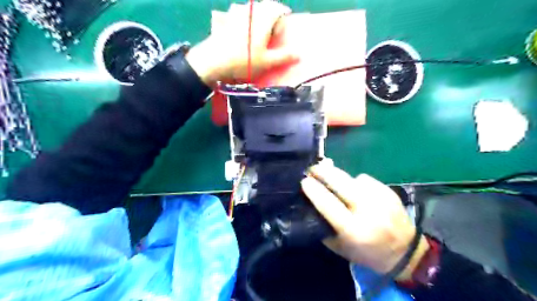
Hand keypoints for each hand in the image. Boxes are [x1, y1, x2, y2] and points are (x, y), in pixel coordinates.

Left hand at [187, 0, 297, 85]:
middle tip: (272, 31)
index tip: (284, 26)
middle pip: (264, 7)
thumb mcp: (267, 62)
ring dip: (256, 16)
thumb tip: (299, 54)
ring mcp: (234, 13)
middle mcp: (250, 10)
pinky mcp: (223, 19)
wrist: (213, 61)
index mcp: (263, 18)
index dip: (284, 15)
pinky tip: (239, 32)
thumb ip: (284, 56)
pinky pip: (236, 14)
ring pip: (250, 9)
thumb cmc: (244, 61)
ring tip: (256, 32)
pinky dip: (241, 20)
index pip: (278, 8)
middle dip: (271, 16)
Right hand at [300, 163, 430, 280]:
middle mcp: (368, 211)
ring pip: (352, 178)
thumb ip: (324, 226)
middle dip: (323, 172)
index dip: (314, 190)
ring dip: (340, 178)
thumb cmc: (367, 253)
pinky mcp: (389, 191)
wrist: (405, 252)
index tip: (304, 181)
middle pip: (341, 183)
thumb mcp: (340, 247)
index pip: (328, 204)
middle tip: (313, 169)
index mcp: (354, 229)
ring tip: (337, 184)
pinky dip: (356, 183)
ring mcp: (381, 199)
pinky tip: (357, 191)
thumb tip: (311, 203)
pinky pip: (364, 179)